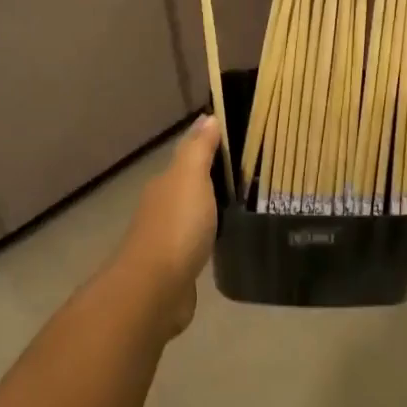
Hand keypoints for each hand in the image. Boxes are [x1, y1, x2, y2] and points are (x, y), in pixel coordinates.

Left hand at [106, 114, 222, 335]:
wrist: (155, 289)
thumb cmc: (177, 227)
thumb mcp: (190, 178)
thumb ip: (199, 149)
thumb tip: (207, 117)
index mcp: (166, 183)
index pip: (189, 158)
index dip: (211, 150)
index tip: (241, 147)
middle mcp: (162, 206)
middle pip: (190, 187)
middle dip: (214, 181)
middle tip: (252, 177)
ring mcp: (168, 238)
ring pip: (193, 215)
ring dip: (211, 210)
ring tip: (244, 207)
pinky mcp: (177, 267)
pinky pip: (197, 243)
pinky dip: (209, 238)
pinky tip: (225, 240)